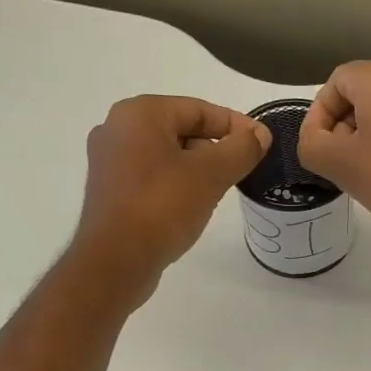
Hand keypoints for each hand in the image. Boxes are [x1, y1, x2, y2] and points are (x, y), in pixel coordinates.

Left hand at [74, 94, 270, 298]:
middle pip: (181, 130)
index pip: (199, 109)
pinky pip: (152, 177)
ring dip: (197, 168)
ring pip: (167, 155)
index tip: (262, 143)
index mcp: (139, 114)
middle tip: (243, 169)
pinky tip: (193, 206)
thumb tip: (259, 135)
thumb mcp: (211, 174)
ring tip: (221, 190)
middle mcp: (117, 129)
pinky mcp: (109, 191)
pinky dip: (176, 184)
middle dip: (215, 148)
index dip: (236, 125)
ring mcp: (109, 162)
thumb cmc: (163, 207)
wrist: (115, 261)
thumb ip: (241, 149)